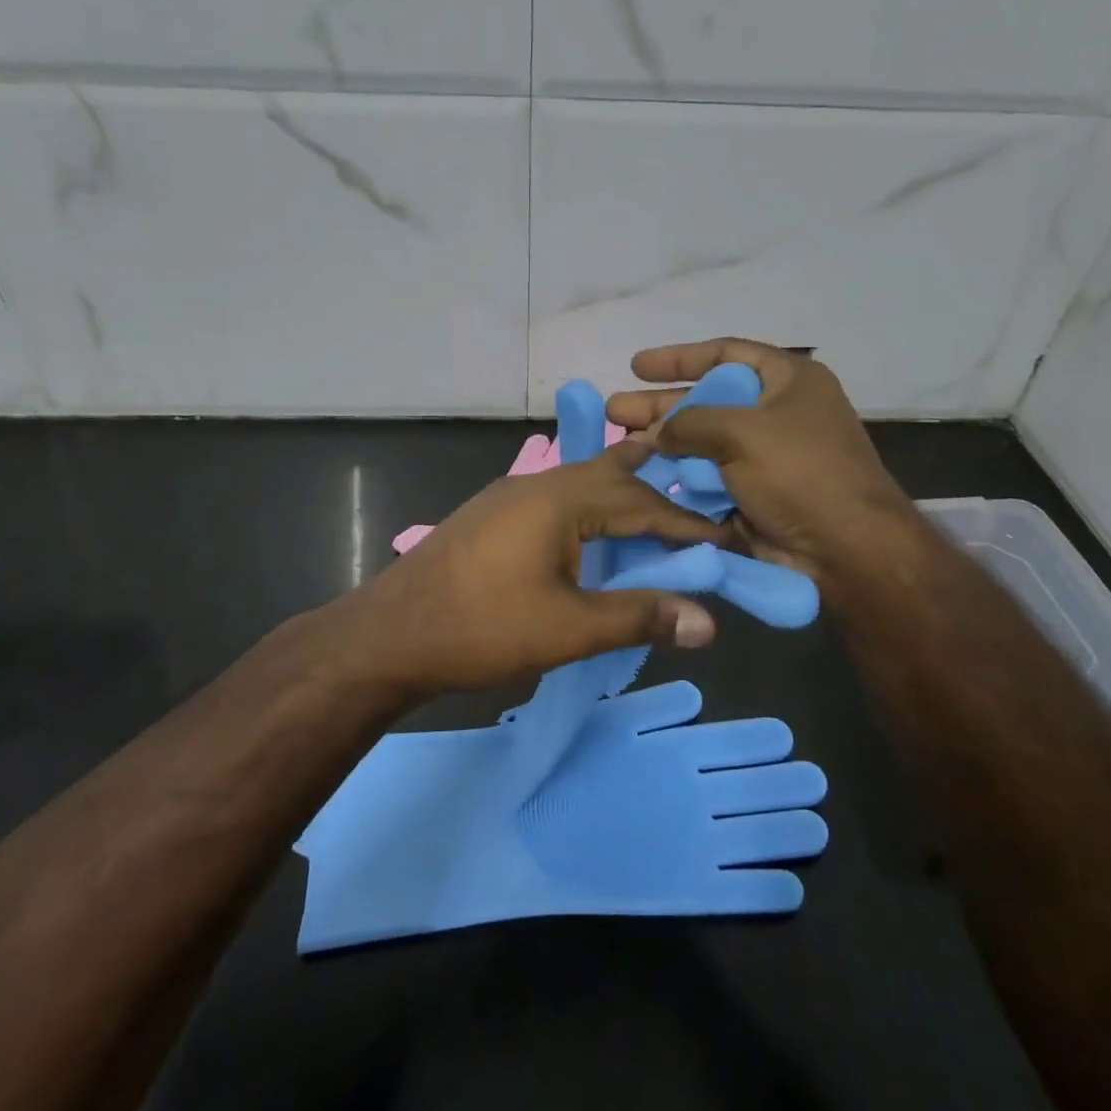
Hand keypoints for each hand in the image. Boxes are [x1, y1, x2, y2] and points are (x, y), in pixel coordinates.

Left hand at [335, 439, 728, 696]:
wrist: (387, 635)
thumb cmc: (481, 629)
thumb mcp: (568, 629)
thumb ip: (639, 618)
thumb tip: (709, 622)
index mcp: (560, 499)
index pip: (640, 502)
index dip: (684, 523)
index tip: (722, 539)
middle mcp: (535, 484)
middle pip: (608, 475)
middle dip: (653, 489)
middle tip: (693, 501)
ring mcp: (506, 497)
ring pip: (578, 483)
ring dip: (617, 493)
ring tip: (650, 502)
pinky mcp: (489, 516)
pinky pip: (554, 499)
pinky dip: (587, 508)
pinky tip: (587, 529)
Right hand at [607, 339, 915, 585]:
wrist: (844, 550)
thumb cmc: (800, 473)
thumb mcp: (742, 431)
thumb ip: (689, 422)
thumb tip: (655, 433)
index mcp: (788, 381)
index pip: (726, 354)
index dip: (679, 358)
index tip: (637, 366)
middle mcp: (776, 414)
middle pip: (706, 401)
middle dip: (659, 407)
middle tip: (615, 411)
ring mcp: (764, 458)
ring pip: (701, 444)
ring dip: (662, 445)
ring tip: (618, 445)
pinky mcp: (752, 495)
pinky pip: (707, 479)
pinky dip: (678, 477)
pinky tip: (641, 477)